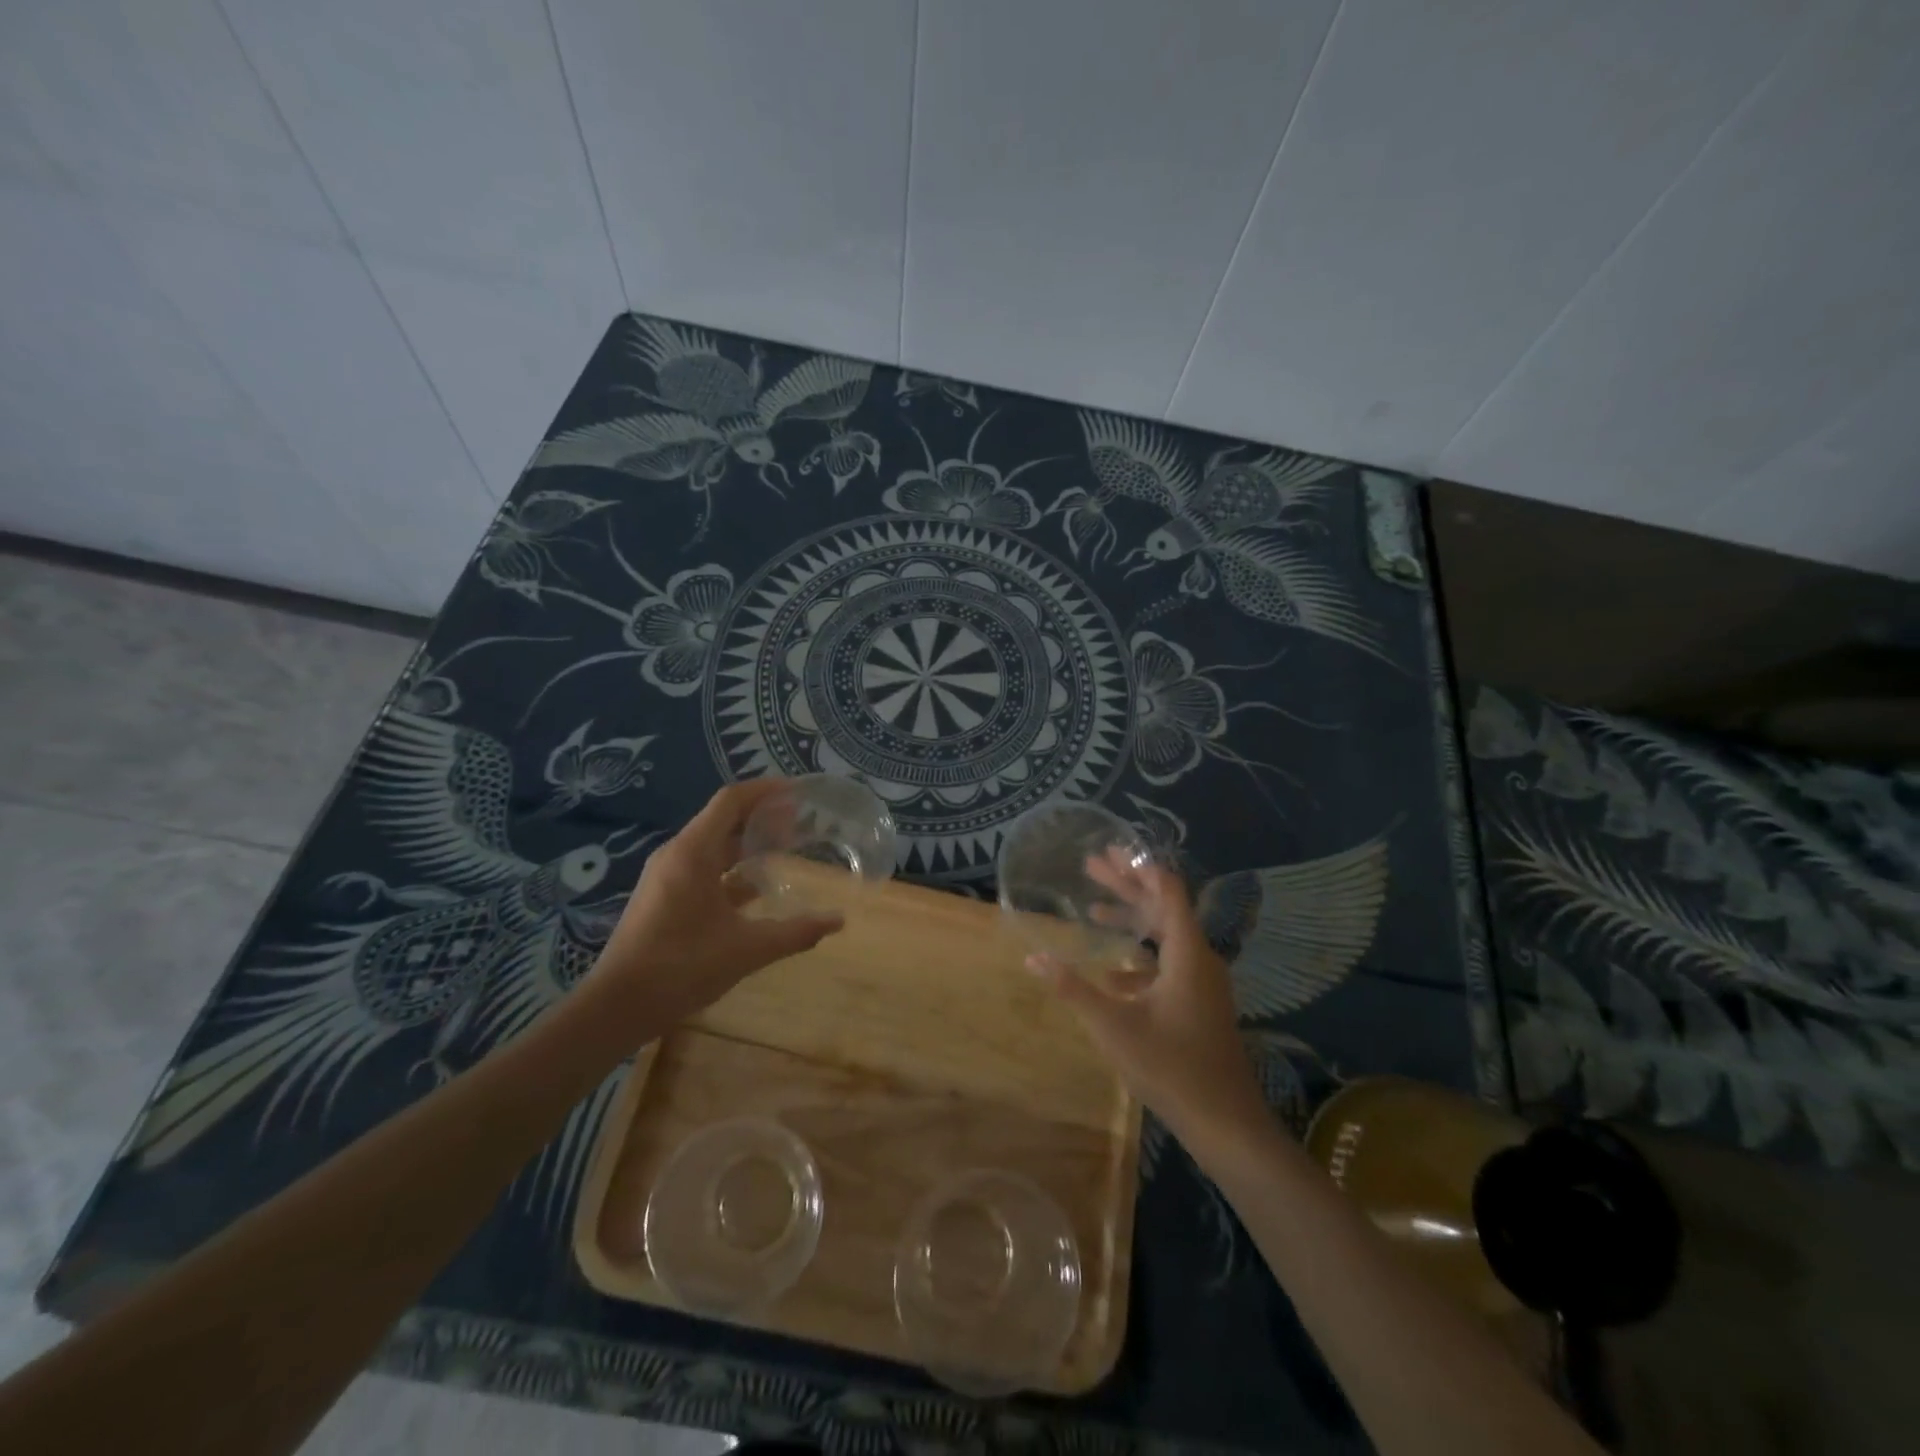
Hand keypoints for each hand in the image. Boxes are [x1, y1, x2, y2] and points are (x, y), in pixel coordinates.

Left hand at [594, 780, 842, 1023]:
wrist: (616, 1007)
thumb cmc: (681, 967)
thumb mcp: (747, 949)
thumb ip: (795, 932)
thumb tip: (838, 921)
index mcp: (693, 852)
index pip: (731, 800)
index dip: (766, 791)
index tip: (799, 793)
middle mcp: (677, 855)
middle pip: (723, 819)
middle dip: (762, 817)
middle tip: (801, 823)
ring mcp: (666, 877)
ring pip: (713, 846)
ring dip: (747, 844)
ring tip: (785, 850)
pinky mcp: (663, 898)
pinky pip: (702, 869)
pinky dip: (731, 869)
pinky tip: (756, 889)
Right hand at [1027, 849, 1267, 1146]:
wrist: (1225, 1122)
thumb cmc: (1170, 1066)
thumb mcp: (1113, 1025)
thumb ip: (1073, 987)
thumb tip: (1032, 956)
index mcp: (1186, 952)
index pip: (1167, 891)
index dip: (1139, 867)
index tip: (1110, 850)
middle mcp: (1198, 958)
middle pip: (1162, 908)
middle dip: (1126, 887)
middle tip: (1091, 865)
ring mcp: (1202, 982)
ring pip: (1164, 938)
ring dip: (1131, 922)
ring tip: (1093, 912)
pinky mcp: (1199, 1003)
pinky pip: (1168, 965)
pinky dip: (1139, 959)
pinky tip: (1111, 974)